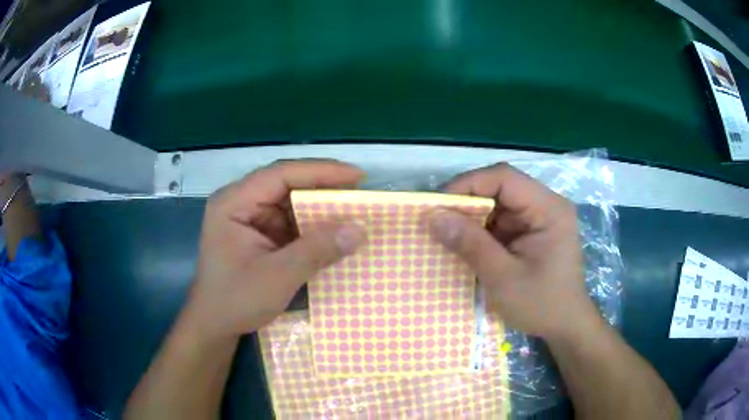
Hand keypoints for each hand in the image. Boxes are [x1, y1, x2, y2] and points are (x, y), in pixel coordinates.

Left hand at [182, 160, 366, 339]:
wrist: (215, 326)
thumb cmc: (235, 301)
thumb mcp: (278, 277)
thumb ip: (317, 251)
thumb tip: (360, 230)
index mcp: (234, 203)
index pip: (281, 174)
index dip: (321, 172)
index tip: (356, 177)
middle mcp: (241, 203)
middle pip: (287, 185)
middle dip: (323, 189)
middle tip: (360, 193)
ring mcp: (249, 219)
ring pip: (291, 203)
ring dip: (320, 209)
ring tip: (354, 212)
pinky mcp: (259, 235)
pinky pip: (290, 223)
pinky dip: (313, 228)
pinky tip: (334, 233)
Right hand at [428, 163, 596, 339]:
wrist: (564, 326)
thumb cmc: (541, 304)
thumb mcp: (502, 277)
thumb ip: (470, 244)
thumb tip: (434, 216)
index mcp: (549, 209)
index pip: (504, 178)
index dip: (468, 184)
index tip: (439, 205)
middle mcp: (546, 205)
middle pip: (501, 187)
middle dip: (468, 202)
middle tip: (438, 221)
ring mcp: (540, 218)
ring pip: (499, 203)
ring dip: (473, 217)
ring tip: (447, 234)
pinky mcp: (532, 231)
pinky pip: (502, 220)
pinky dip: (482, 230)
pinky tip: (466, 244)